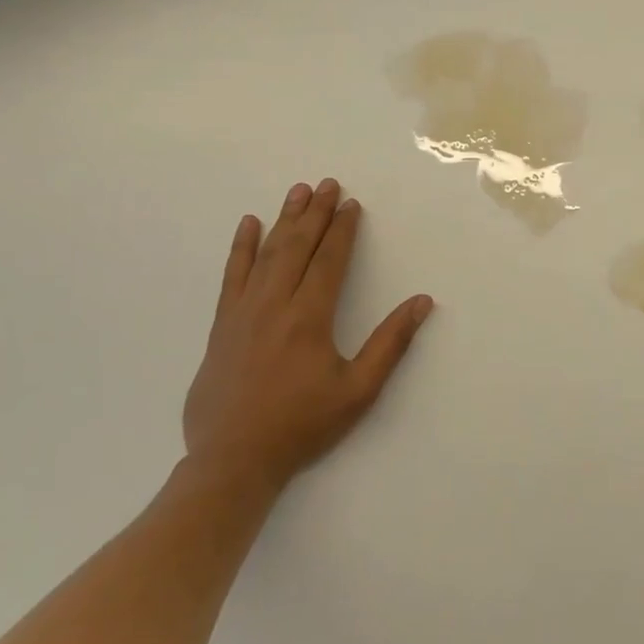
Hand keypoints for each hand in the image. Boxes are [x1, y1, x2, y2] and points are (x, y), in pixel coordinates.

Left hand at [183, 177, 433, 493]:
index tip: (351, 204)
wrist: (233, 460)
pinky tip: (248, 225)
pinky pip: (232, 276)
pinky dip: (241, 248)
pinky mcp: (222, 325)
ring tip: (298, 191)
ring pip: (267, 254)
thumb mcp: (358, 390)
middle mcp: (275, 304)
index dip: (342, 230)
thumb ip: (391, 343)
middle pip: (298, 247)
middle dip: (315, 213)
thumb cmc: (302, 424)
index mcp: (310, 317)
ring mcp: (243, 312)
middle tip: (328, 184)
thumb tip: (421, 302)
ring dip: (284, 220)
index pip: (329, 260)